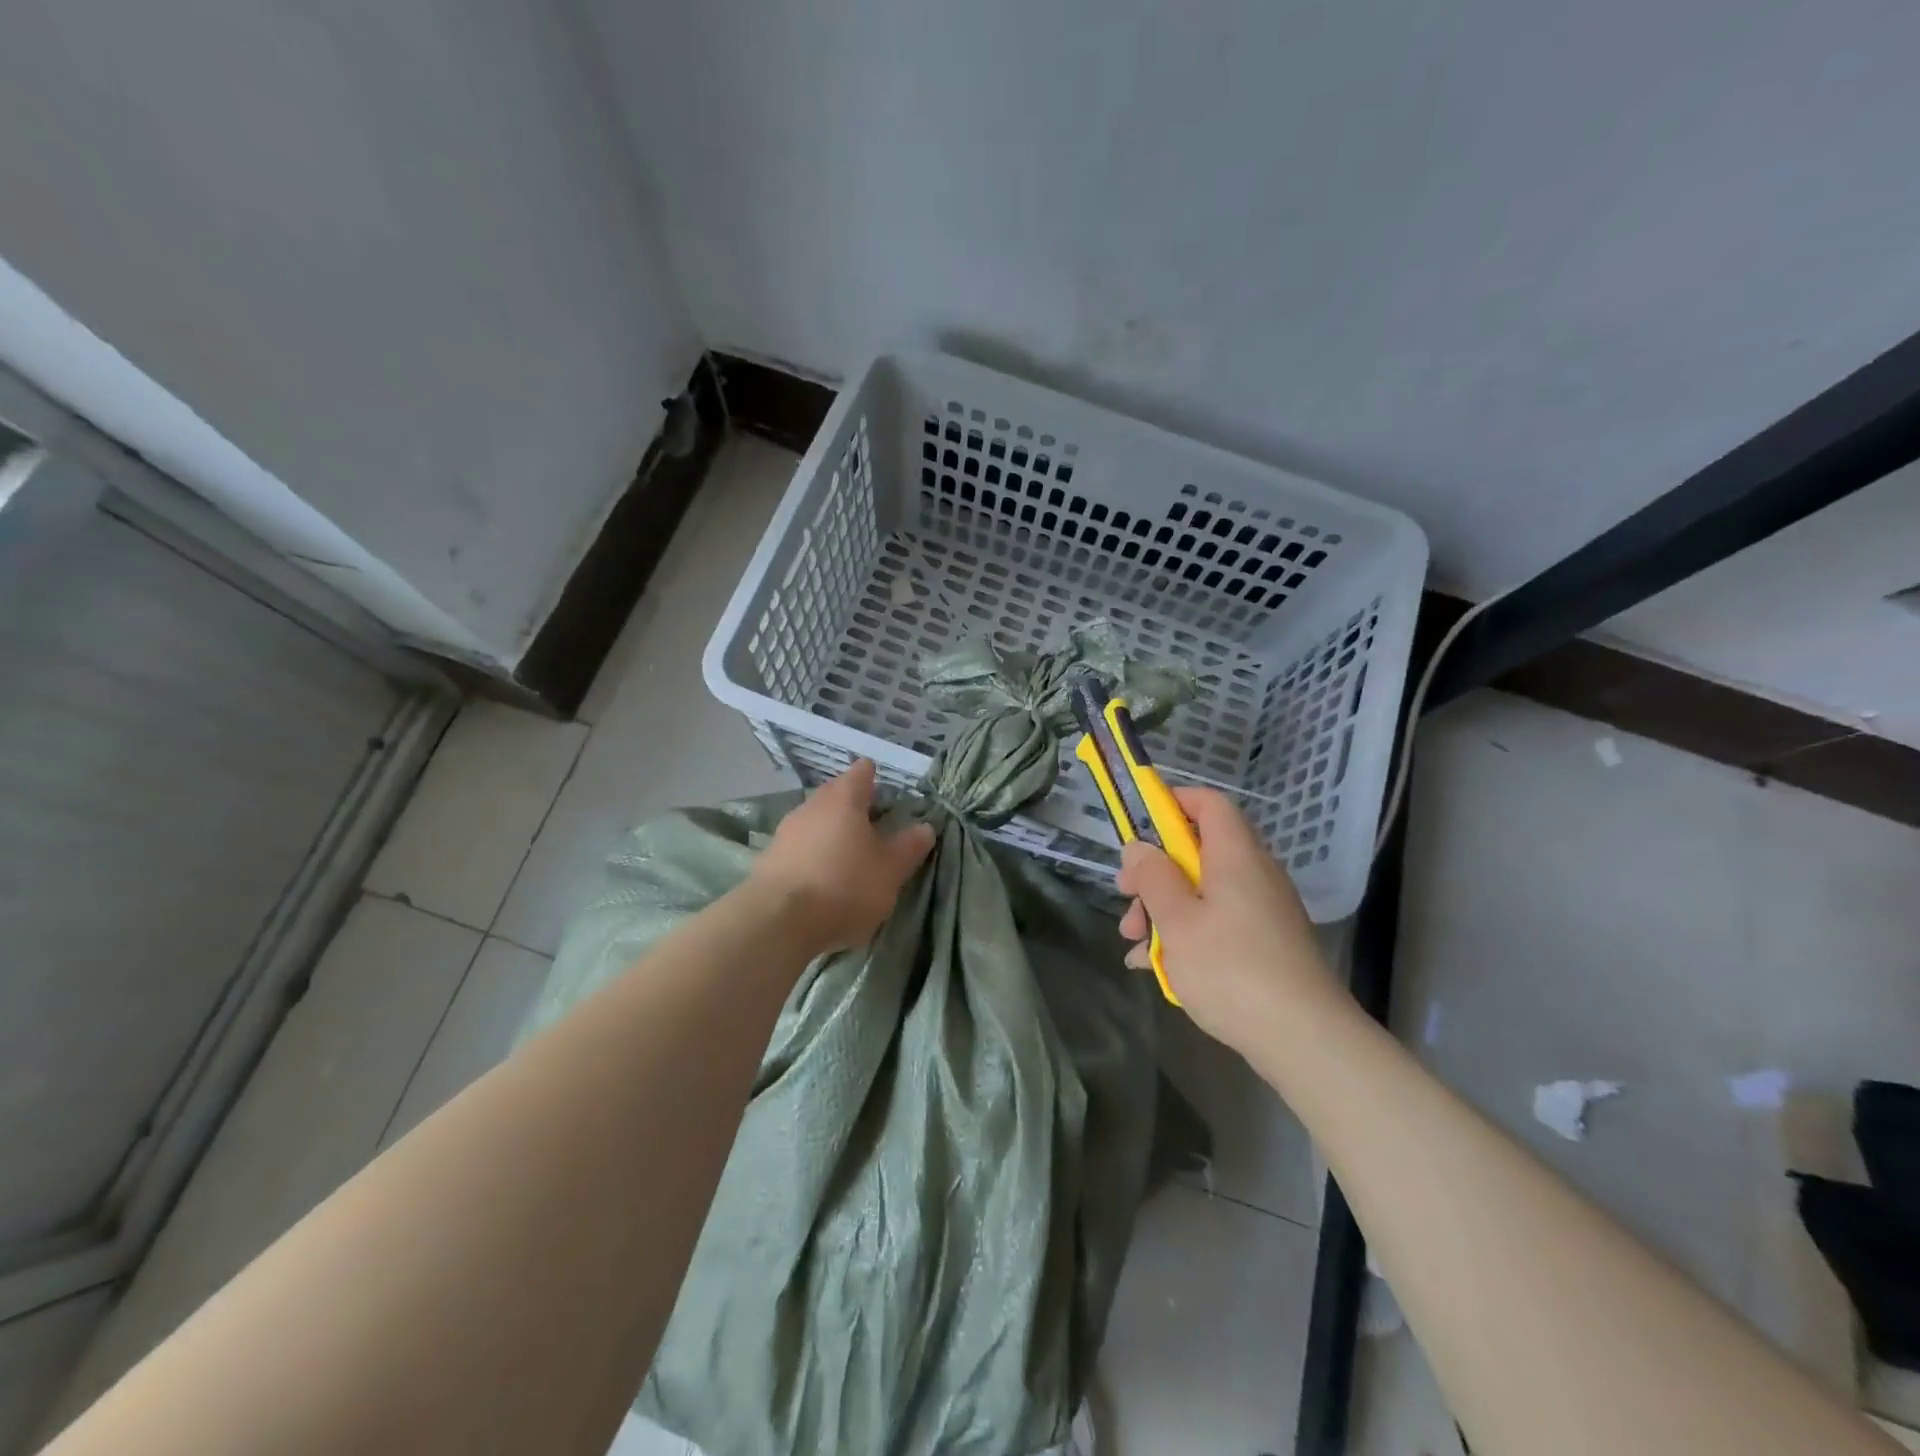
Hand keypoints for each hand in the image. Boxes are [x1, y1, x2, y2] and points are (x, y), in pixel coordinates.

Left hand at [749, 759, 935, 953]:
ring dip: (832, 833)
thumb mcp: (890, 870)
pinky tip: (822, 880)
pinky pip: (799, 848)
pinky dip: (813, 856)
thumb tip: (925, 827)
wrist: (777, 921)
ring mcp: (786, 831)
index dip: (877, 779)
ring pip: (816, 821)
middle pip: (836, 795)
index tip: (889, 797)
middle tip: (875, 829)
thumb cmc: (844, 885)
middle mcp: (812, 805)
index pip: (862, 772)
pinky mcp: (769, 859)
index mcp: (844, 798)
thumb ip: (909, 846)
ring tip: (849, 858)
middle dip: (854, 808)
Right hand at [1116, 786, 1346, 1050]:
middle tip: (1126, 896)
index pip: (1209, 804)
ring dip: (1163, 908)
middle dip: (1154, 871)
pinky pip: (1217, 921)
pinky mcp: (1264, 944)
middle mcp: (1254, 875)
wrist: (1304, 1038)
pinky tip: (1155, 966)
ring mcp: (1262, 911)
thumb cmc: (1231, 968)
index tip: (1137, 822)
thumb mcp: (1177, 921)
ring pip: (1202, 891)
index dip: (1172, 802)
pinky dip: (1186, 933)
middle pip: (1197, 851)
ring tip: (1133, 941)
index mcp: (1235, 856)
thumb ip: (1153, 877)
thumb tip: (1139, 847)